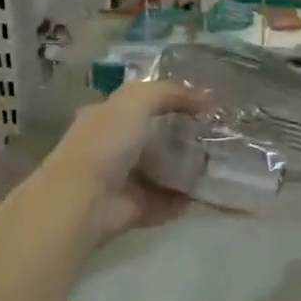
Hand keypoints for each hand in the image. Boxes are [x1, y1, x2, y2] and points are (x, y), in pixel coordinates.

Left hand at [41, 80, 211, 242]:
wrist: (83, 199)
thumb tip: (207, 98)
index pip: (141, 103)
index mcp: (106, 117)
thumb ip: (170, 93)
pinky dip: (183, 199)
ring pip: (160, 170)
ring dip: (185, 168)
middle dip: (182, 135)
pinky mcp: (134, 208)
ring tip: (216, 162)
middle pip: (153, 136)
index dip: (171, 100)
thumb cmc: (106, 142)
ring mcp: (122, 180)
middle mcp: (112, 146)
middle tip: (215, 134)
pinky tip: (206, 191)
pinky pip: (165, 201)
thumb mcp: (136, 100)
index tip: (204, 105)